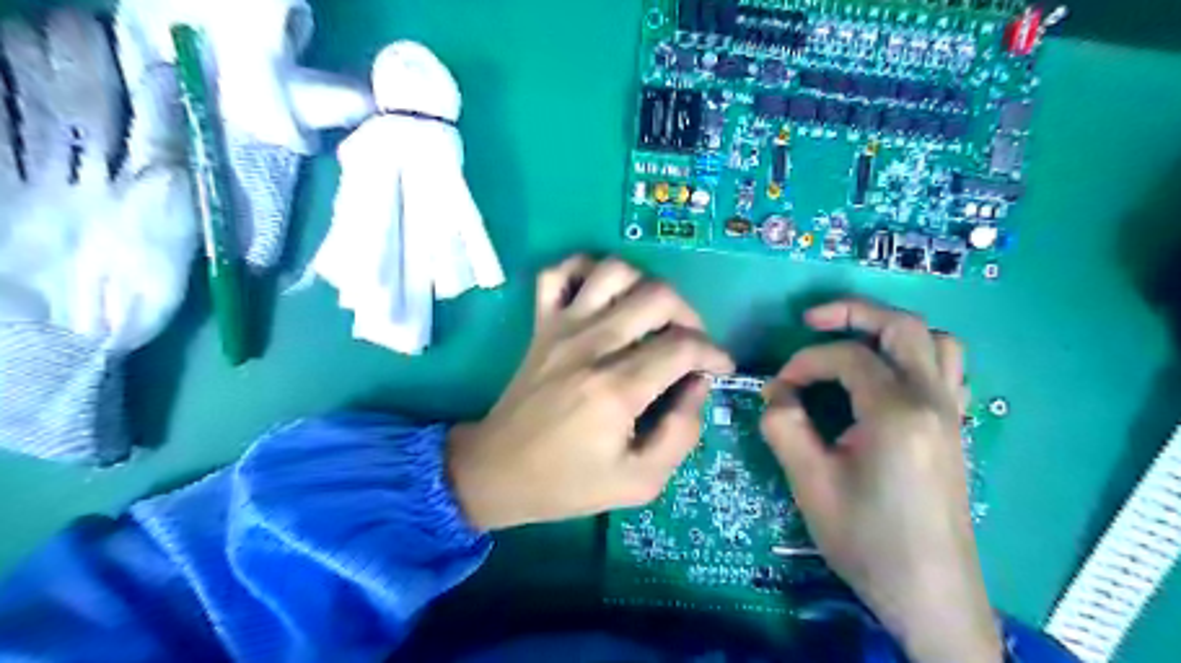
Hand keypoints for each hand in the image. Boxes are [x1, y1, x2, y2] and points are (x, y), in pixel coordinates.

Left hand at [447, 255, 734, 529]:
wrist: (496, 471)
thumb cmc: (567, 482)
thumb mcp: (639, 483)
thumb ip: (680, 435)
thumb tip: (697, 385)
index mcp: (616, 390)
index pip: (683, 346)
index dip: (714, 353)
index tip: (720, 367)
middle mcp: (591, 346)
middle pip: (657, 296)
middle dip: (690, 316)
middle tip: (690, 344)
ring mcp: (561, 328)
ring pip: (615, 271)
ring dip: (646, 285)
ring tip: (652, 317)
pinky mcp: (541, 323)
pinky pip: (559, 273)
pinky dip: (586, 269)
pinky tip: (603, 294)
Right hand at [762, 300, 999, 662]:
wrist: (929, 594)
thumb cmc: (866, 539)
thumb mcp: (810, 483)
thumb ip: (784, 426)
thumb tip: (775, 392)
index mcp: (897, 411)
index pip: (847, 357)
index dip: (804, 363)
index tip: (778, 389)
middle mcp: (933, 400)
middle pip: (903, 326)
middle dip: (854, 312)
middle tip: (813, 321)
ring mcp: (952, 414)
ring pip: (937, 342)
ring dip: (892, 331)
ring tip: (855, 342)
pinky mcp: (956, 430)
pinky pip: (948, 371)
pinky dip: (916, 356)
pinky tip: (888, 378)